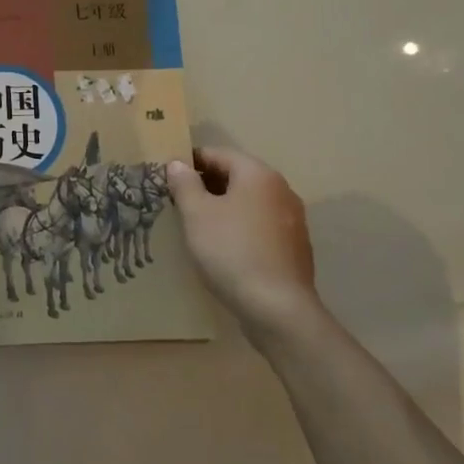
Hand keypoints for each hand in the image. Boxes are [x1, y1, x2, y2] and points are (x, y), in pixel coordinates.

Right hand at [166, 147, 315, 328]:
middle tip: (178, 202)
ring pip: (249, 203)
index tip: (168, 177)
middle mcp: (281, 190)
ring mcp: (292, 220)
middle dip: (206, 185)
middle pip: (236, 176)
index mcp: (258, 174)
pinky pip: (260, 226)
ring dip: (223, 208)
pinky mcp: (295, 248)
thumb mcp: (196, 214)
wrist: (278, 309)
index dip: (190, 162)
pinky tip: (224, 249)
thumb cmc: (231, 251)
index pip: (218, 154)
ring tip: (197, 226)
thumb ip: (185, 184)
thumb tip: (178, 164)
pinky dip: (240, 228)